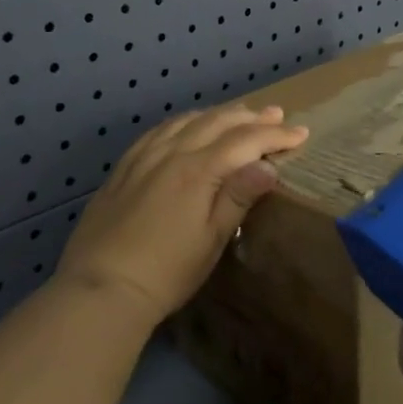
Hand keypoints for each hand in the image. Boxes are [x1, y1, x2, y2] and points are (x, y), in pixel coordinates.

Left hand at [56, 105, 308, 326]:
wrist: (100, 289)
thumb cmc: (167, 271)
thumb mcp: (212, 239)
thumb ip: (238, 197)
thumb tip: (267, 165)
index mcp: (198, 170)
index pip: (245, 141)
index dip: (276, 135)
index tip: (302, 133)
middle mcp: (171, 154)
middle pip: (217, 123)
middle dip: (251, 117)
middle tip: (276, 114)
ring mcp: (143, 158)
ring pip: (187, 121)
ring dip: (218, 114)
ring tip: (239, 113)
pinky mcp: (123, 169)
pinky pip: (158, 131)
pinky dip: (183, 122)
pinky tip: (187, 126)